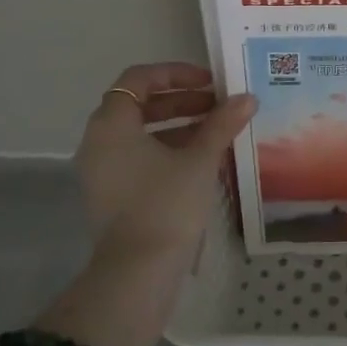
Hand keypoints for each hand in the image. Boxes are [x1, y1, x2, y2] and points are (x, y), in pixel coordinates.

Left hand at [72, 62, 256, 265]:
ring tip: (218, 129)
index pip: (138, 79)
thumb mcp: (200, 159)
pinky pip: (139, 156)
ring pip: (141, 132)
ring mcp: (103, 170)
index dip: (175, 73)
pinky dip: (168, 148)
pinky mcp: (112, 193)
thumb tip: (247, 97)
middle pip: (140, 105)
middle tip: (218, 104)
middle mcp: (99, 141)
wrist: (138, 272)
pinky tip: (203, 157)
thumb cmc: (166, 204)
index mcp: (112, 124)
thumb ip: (222, 124)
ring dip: (179, 124)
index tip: (208, 82)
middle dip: (182, 100)